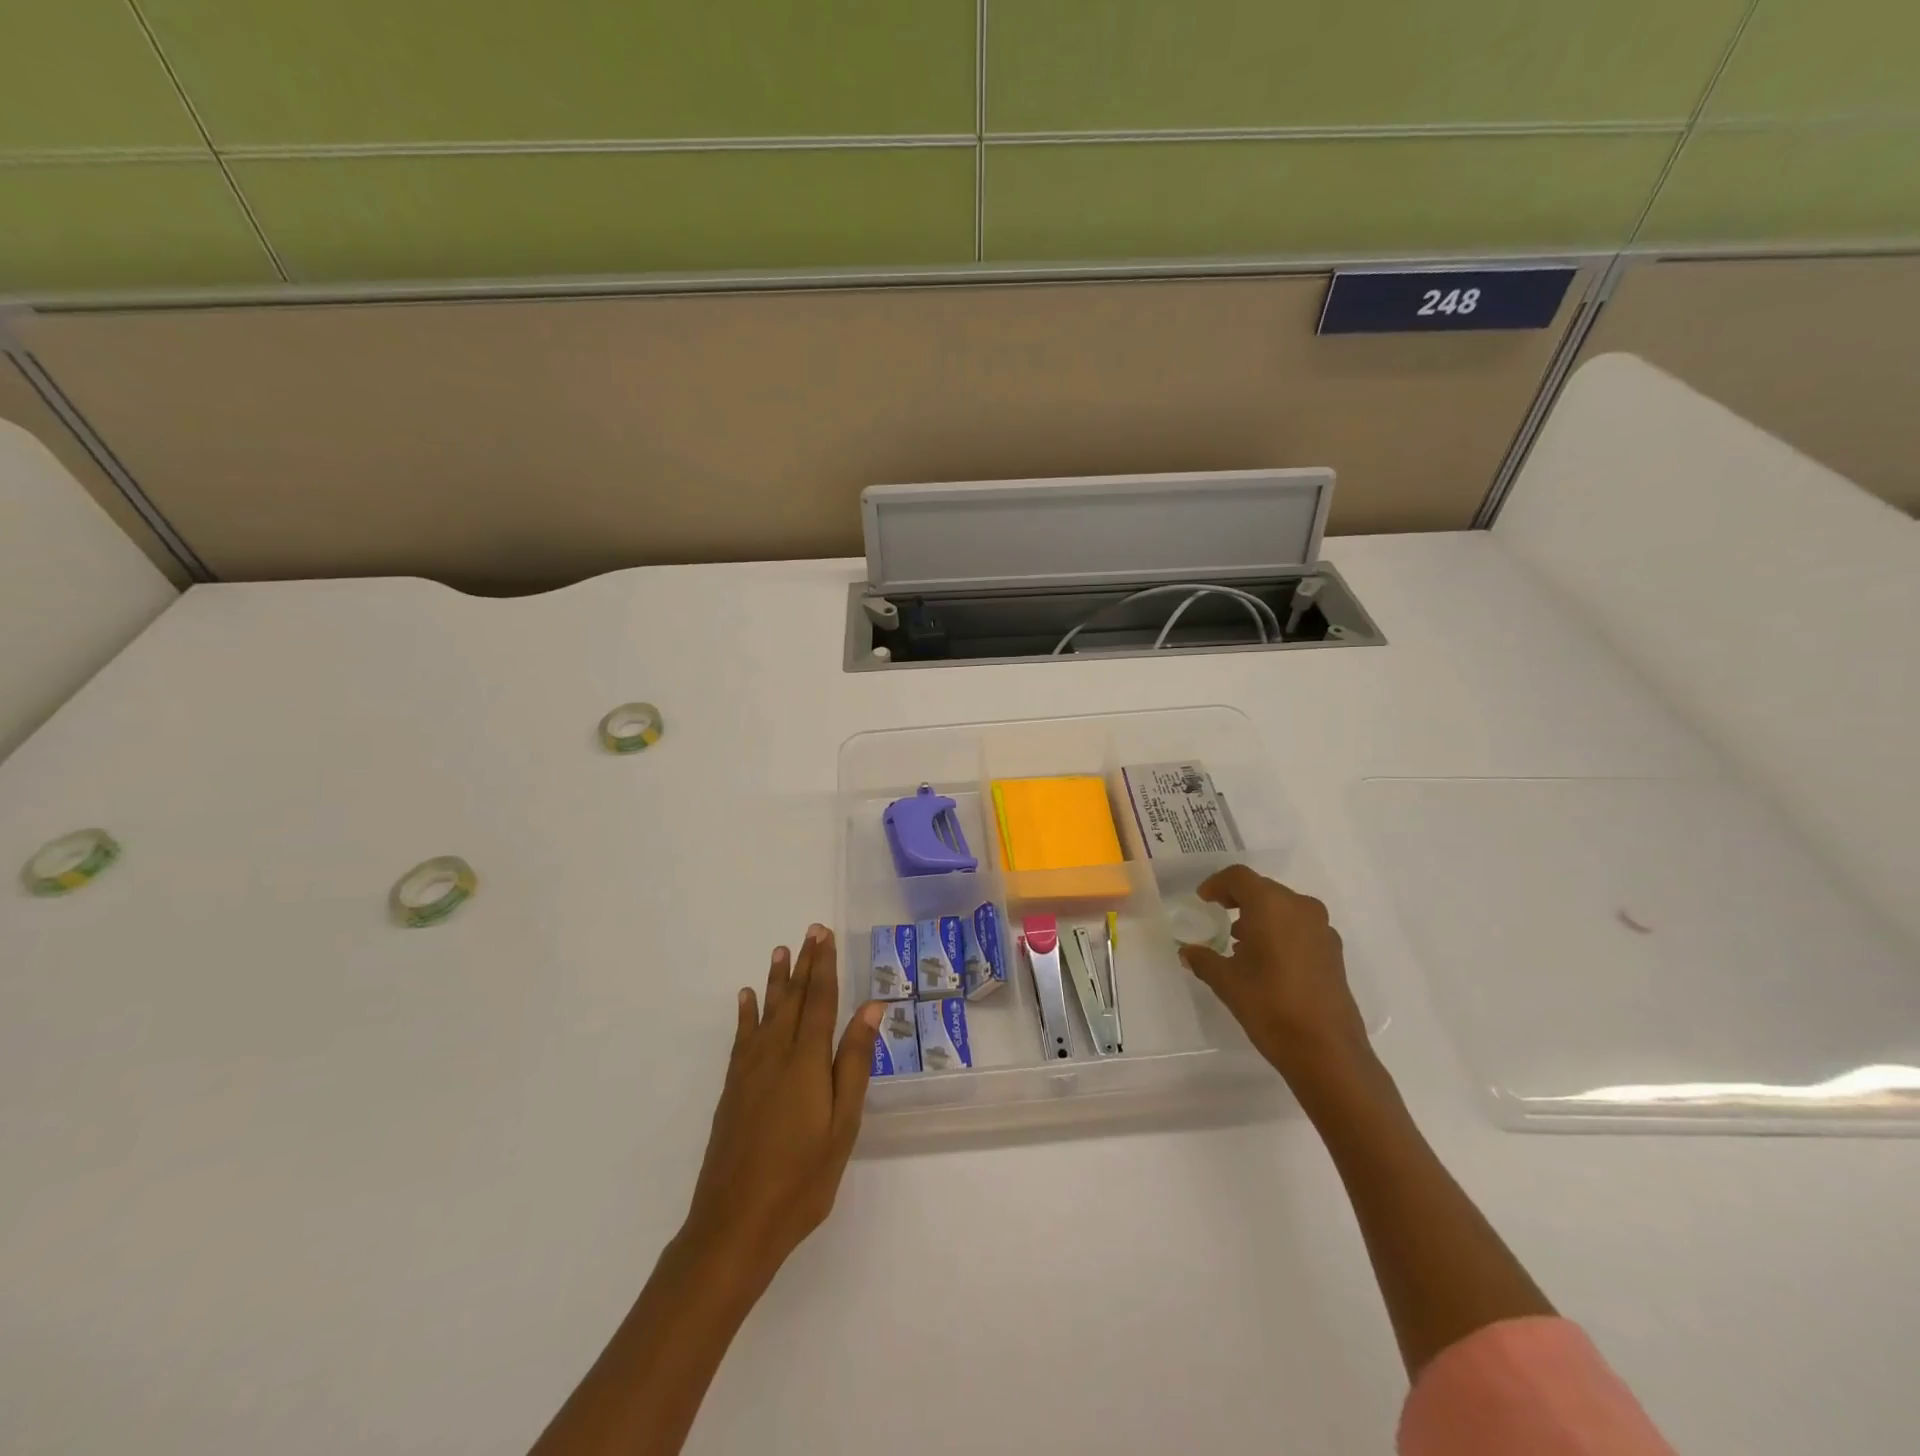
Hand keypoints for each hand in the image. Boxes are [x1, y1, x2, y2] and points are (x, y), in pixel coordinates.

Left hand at [680, 926, 883, 1294]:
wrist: (734, 1225)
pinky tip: (746, 1000)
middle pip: (792, 999)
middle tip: (809, 932)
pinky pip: (741, 1038)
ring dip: (775, 981)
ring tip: (779, 952)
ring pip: (765, 1013)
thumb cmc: (801, 1179)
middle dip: (803, 964)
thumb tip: (870, 1009)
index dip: (824, 966)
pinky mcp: (732, 1090)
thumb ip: (855, 1063)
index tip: (825, 935)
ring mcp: (748, 1072)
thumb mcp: (842, 1125)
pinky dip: (745, 1014)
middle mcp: (775, 1055)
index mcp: (806, 1061)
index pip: (818, 1001)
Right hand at [1178, 866, 1371, 1088]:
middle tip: (1219, 915)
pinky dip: (1281, 931)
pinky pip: (1301, 927)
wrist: (1327, 1050)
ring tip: (1241, 941)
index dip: (1217, 884)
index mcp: (1271, 905)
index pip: (1239, 877)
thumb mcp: (1226, 982)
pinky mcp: (1333, 951)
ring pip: (1284, 907)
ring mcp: (1322, 929)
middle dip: (1239, 898)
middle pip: (1263, 889)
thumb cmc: (1269, 1006)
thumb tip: (1187, 952)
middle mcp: (1300, 907)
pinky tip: (1268, 960)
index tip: (1203, 899)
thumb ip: (1203, 960)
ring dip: (1261, 915)